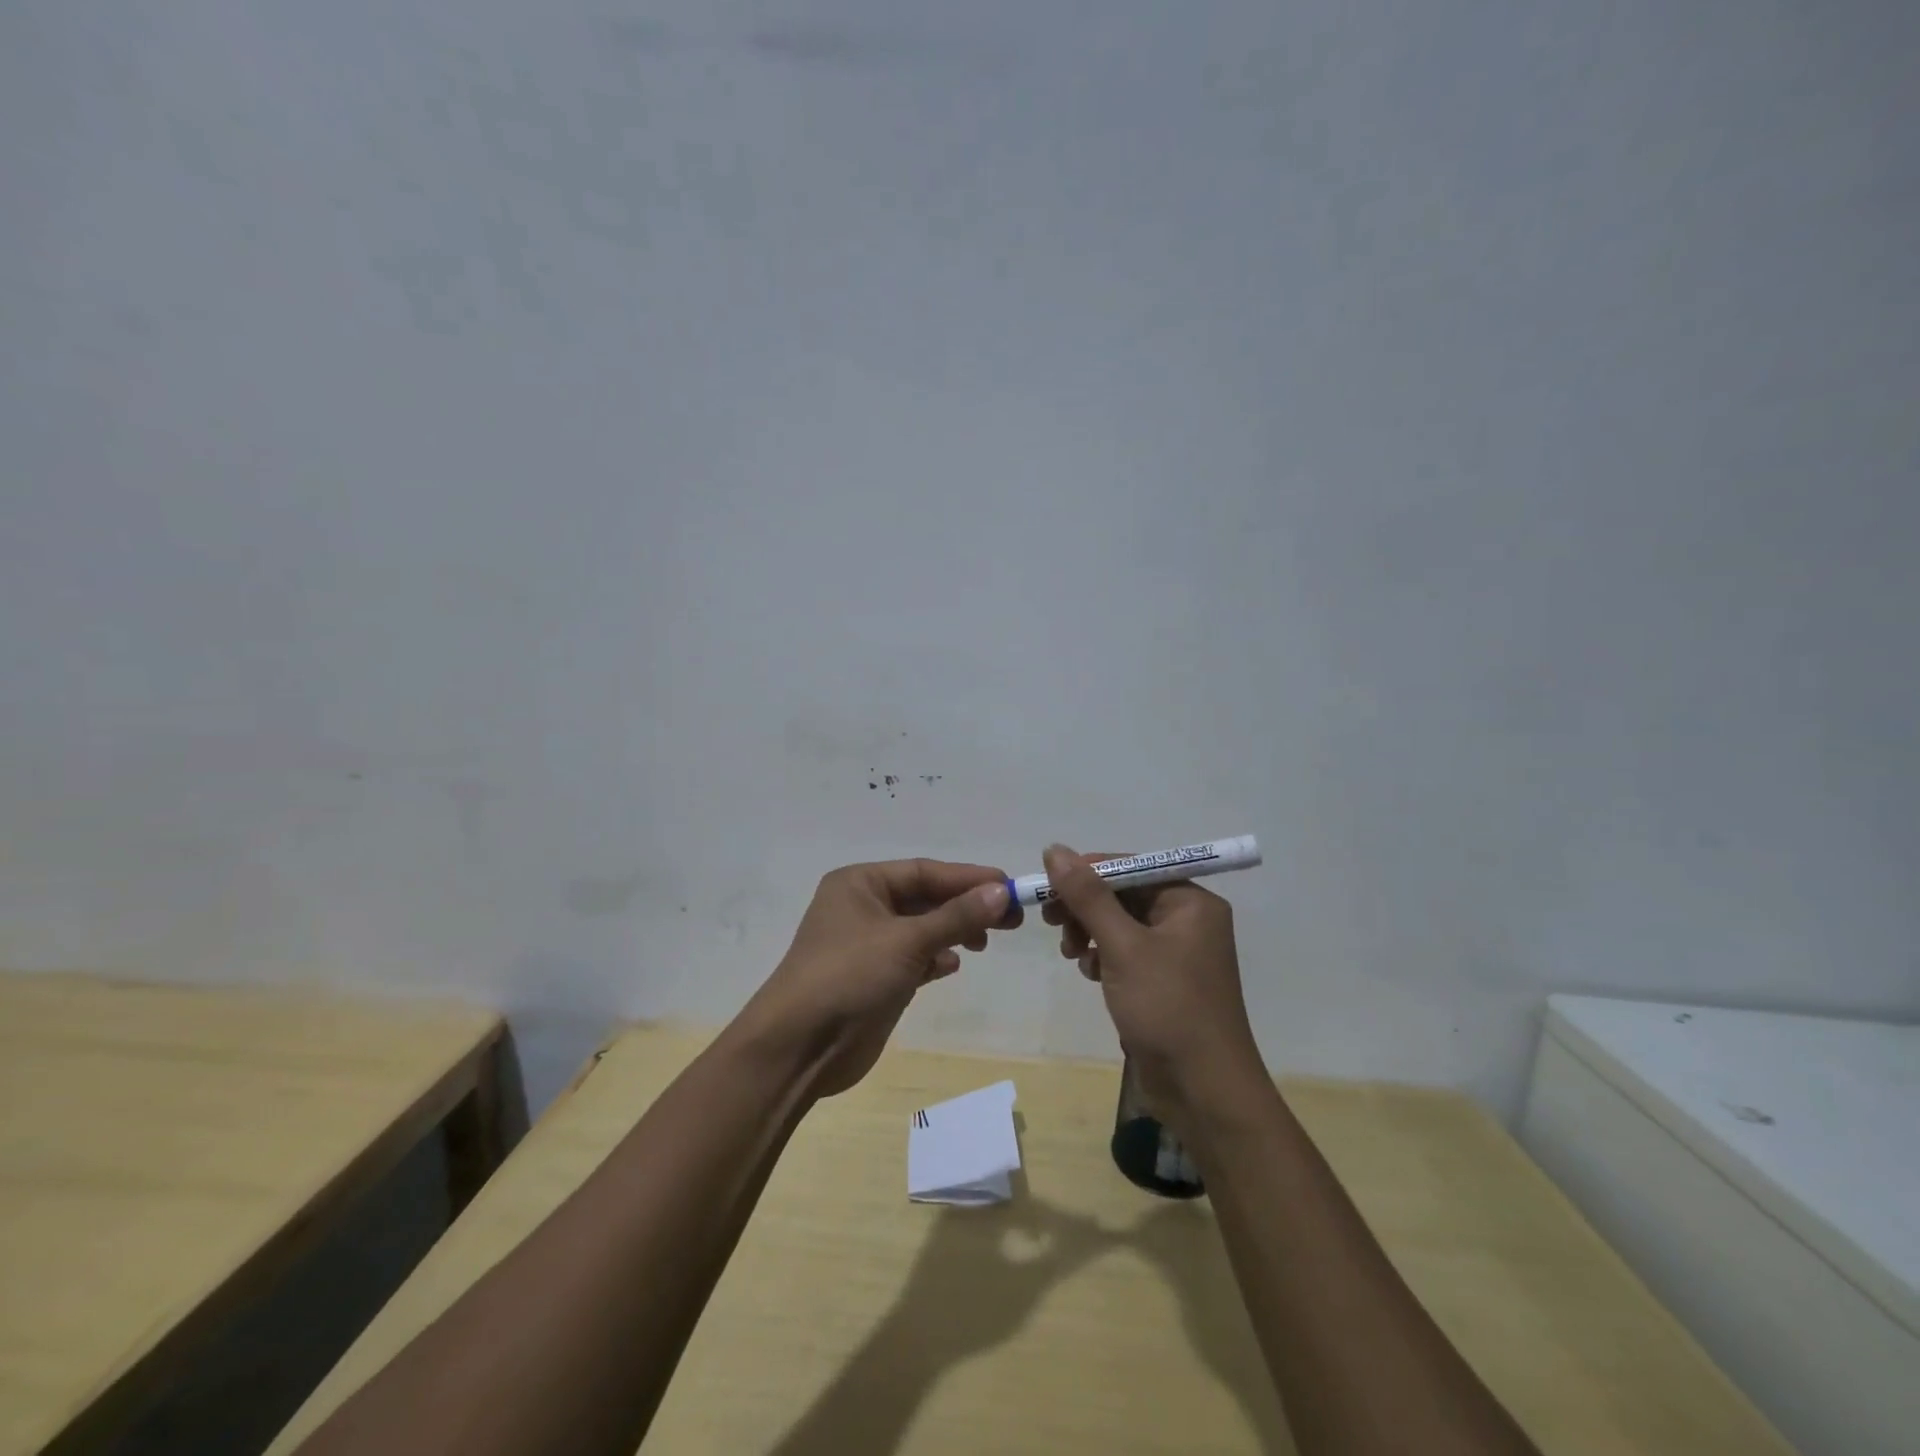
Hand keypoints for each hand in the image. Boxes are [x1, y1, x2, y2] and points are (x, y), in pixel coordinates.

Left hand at [738, 859, 1019, 1097]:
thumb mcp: (906, 941)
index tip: (1009, 887)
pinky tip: (952, 966)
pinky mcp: (874, 978)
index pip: (924, 871)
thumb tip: (1001, 892)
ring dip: (953, 932)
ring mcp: (867, 944)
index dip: (968, 878)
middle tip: (1010, 918)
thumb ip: (956, 917)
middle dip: (965, 906)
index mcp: (860, 883)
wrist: (798, 1048)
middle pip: (925, 898)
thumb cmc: (849, 977)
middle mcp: (863, 907)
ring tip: (985, 942)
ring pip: (921, 929)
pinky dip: (934, 959)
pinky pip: (913, 957)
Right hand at [1040, 844, 1263, 1123]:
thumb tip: (1054, 849)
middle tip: (1051, 921)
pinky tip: (1090, 972)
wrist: (1204, 1092)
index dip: (1087, 872)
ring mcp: (1176, 953)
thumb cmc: (1168, 1008)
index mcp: (1190, 902)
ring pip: (1120, 923)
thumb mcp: (1123, 946)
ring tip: (1071, 953)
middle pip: (1124, 894)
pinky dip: (1103, 955)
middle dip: (1086, 906)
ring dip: (1090, 931)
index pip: (1131, 867)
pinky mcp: (1163, 981)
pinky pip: (1125, 951)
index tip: (1047, 887)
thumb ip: (1088, 896)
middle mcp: (1187, 920)